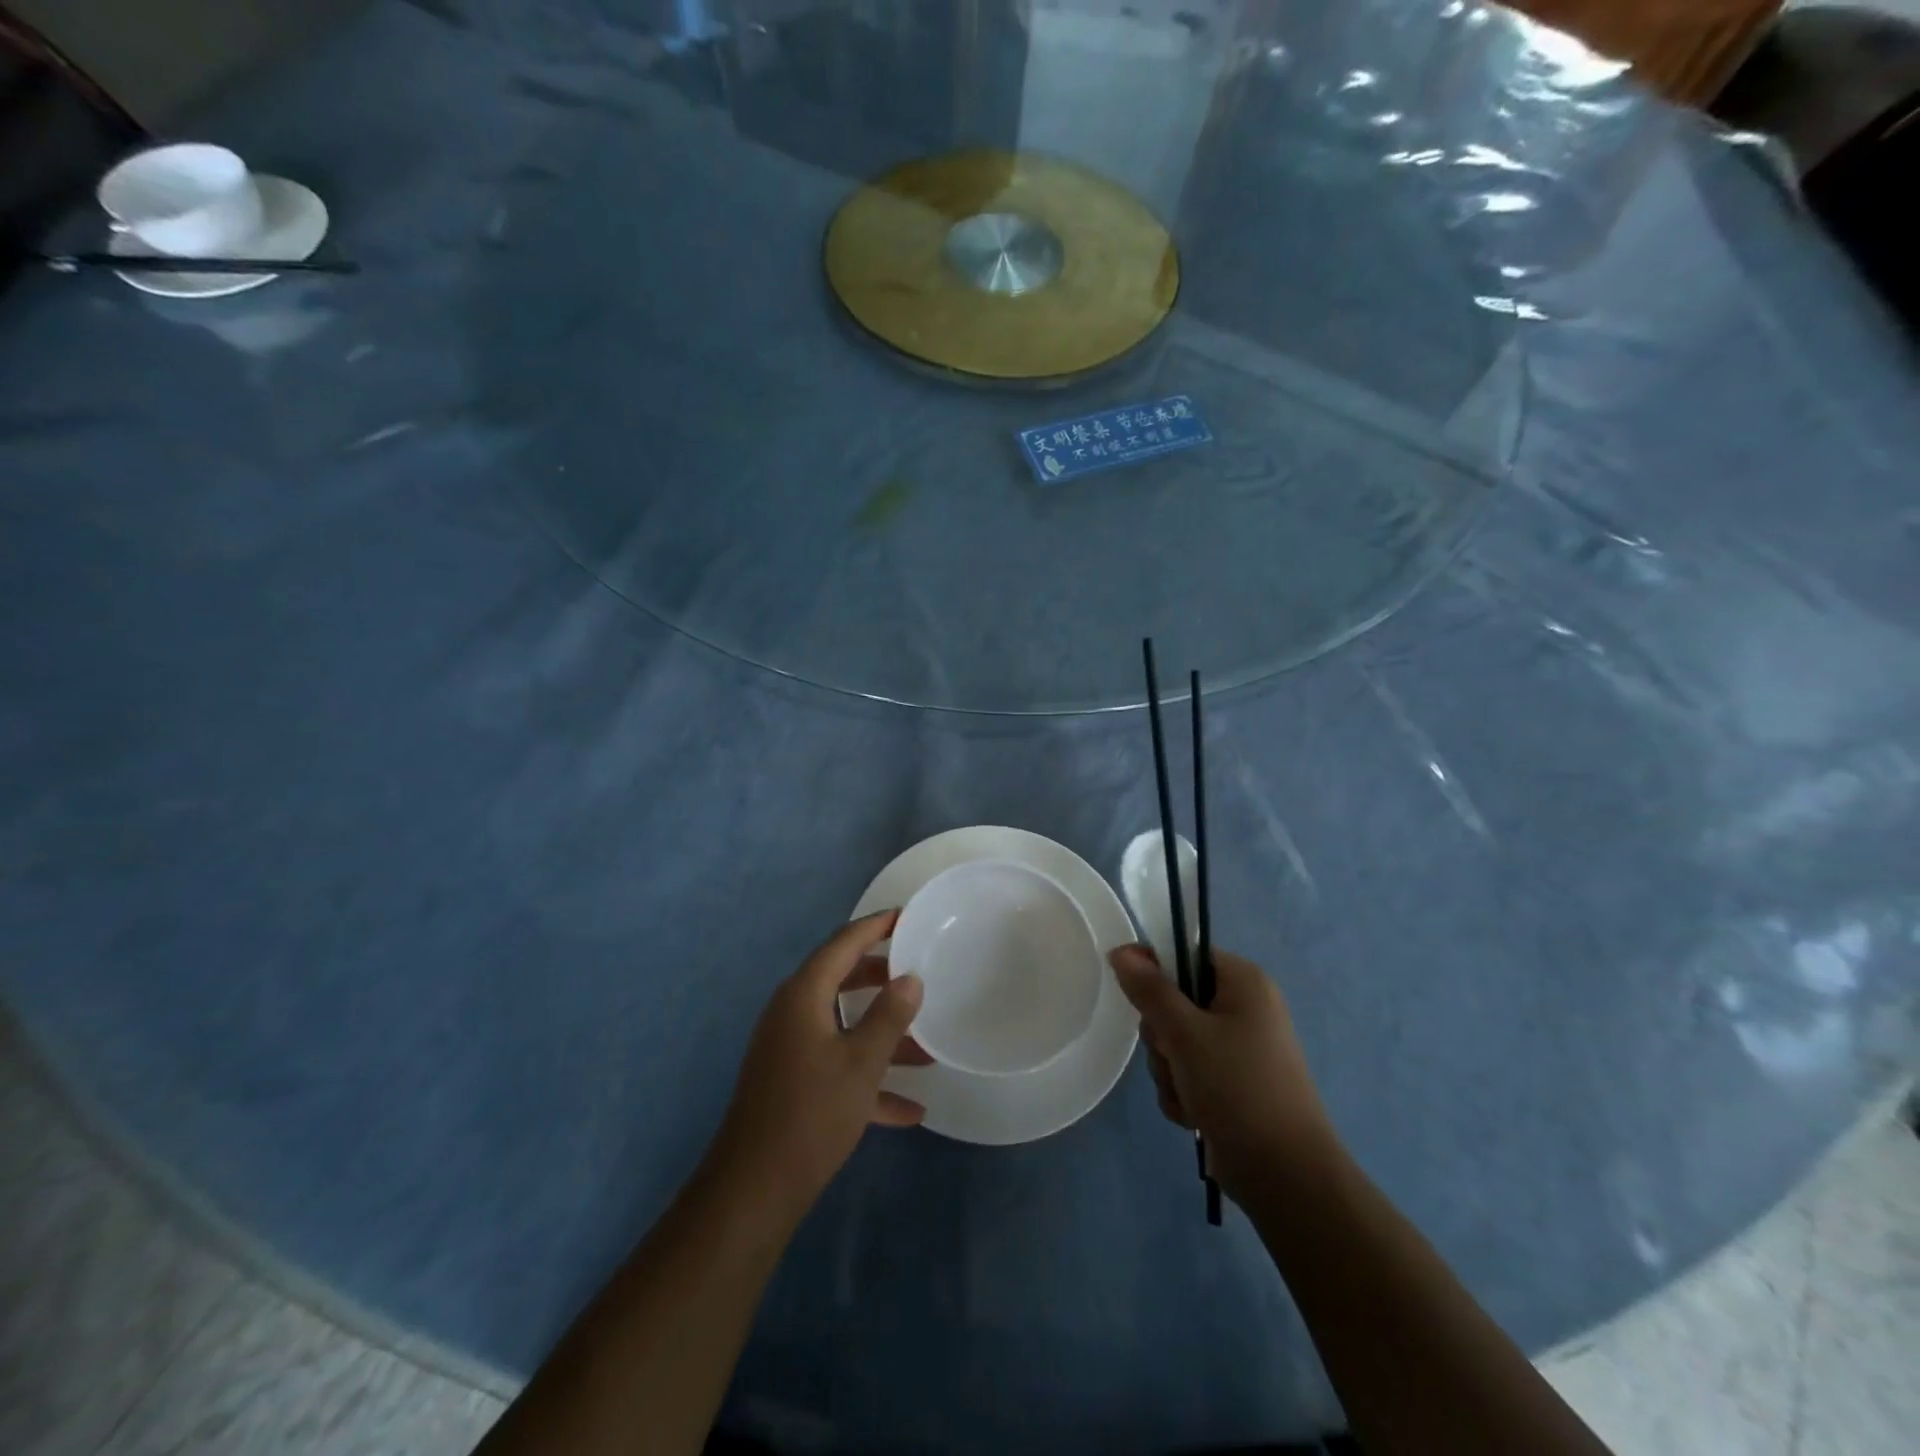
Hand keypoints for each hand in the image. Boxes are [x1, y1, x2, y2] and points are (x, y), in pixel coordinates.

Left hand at [709, 911, 928, 1219]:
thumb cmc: (812, 1113)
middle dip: (881, 977)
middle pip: (841, 979)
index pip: (842, 943)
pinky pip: (836, 1064)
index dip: (875, 927)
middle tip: (918, 971)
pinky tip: (910, 1108)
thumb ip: (889, 1016)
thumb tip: (910, 979)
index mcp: (803, 995)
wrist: (755, 1189)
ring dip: (881, 1033)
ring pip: (843, 1025)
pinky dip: (868, 1077)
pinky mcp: (791, 1082)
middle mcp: (792, 1013)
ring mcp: (789, 1049)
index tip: (905, 915)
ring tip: (927, 1044)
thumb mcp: (862, 1062)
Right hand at [1109, 944, 1338, 1205]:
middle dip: (1162, 1035)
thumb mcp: (1185, 1034)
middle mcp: (1244, 1009)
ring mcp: (1239, 1049)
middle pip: (1175, 1000)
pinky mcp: (1232, 1084)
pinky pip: (1187, 1072)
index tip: (1132, 993)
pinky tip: (1194, 1115)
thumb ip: (1150, 990)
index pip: (1185, 954)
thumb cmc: (1238, 1089)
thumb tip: (1121, 951)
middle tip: (1173, 1055)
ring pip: (1175, 1041)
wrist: (1286, 1177)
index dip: (1153, 968)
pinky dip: (1182, 1092)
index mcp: (1244, 983)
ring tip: (1188, 1094)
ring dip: (1169, 1069)